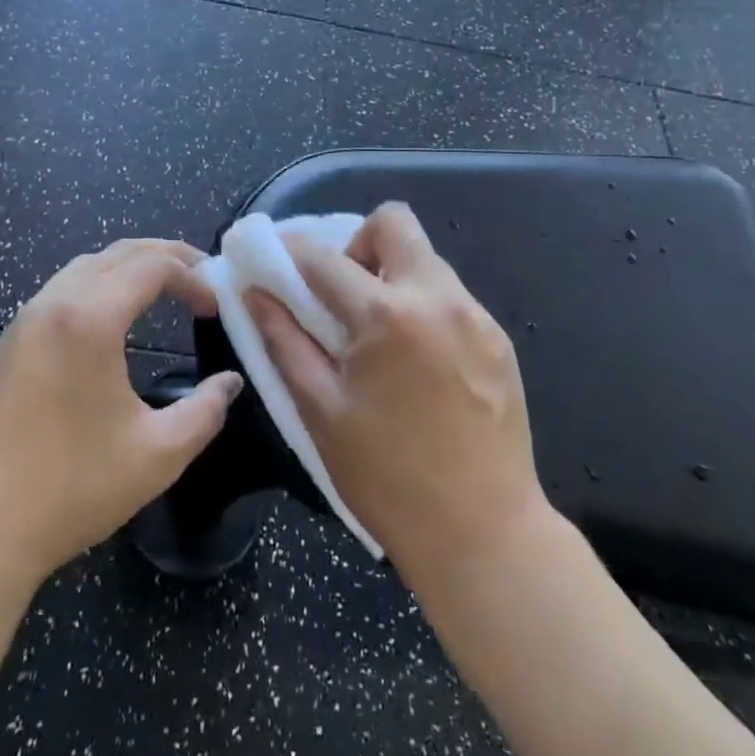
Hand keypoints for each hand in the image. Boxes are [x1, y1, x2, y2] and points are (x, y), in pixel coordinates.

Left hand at [0, 239, 243, 596]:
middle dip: (167, 257)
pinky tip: (112, 321)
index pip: (152, 266)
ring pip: (85, 266)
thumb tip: (230, 383)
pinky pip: (61, 290)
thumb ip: (204, 411)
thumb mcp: (157, 455)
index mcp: (89, 318)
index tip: (217, 307)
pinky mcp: (6, 344)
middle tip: (203, 279)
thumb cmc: (70, 489)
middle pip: (119, 253)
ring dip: (129, 268)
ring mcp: (23, 321)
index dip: (194, 276)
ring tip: (164, 291)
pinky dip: (99, 286)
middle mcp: (53, 303)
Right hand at [246, 203, 543, 582]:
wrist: (485, 533)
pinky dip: (422, 305)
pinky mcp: (498, 338)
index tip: (274, 258)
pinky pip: (451, 295)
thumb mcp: (320, 410)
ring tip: (379, 334)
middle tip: (343, 294)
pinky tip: (417, 361)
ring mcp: (475, 316)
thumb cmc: (387, 478)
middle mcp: (437, 298)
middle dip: (358, 242)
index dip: (289, 249)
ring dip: (392, 275)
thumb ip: (284, 341)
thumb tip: (255, 293)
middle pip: (393, 222)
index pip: (324, 256)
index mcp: (385, 316)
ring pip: (425, 258)